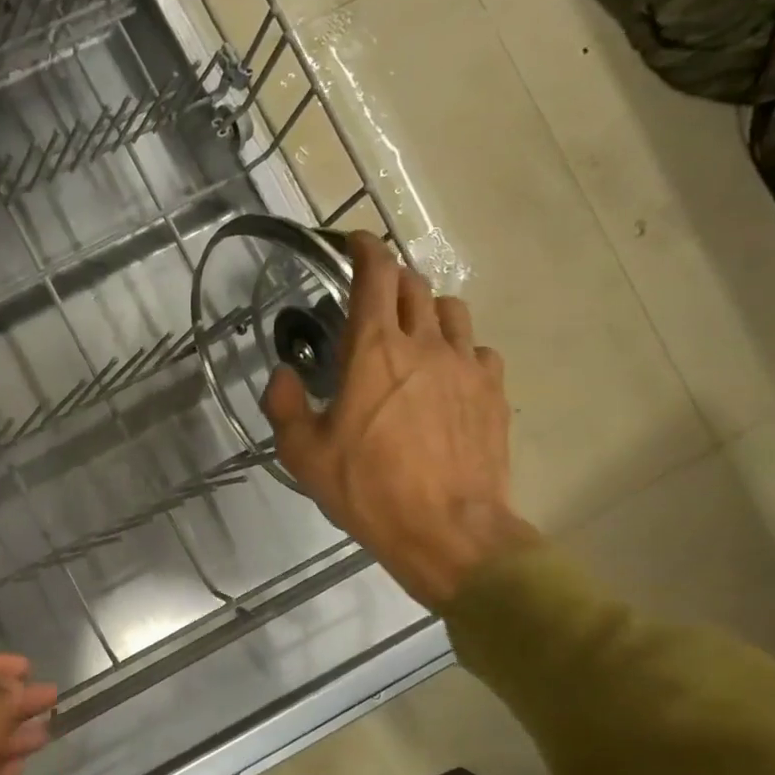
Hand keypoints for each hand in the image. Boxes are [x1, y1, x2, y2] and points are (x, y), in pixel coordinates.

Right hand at [263, 230, 536, 608]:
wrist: (448, 531)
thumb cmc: (367, 489)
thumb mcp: (304, 454)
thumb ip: (283, 405)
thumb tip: (282, 374)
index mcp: (373, 352)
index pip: (375, 276)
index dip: (365, 250)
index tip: (355, 242)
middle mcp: (424, 345)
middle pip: (414, 286)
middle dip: (391, 278)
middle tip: (371, 294)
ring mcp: (466, 366)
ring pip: (451, 310)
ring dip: (426, 309)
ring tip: (410, 332)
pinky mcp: (493, 392)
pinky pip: (477, 351)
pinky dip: (457, 349)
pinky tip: (444, 375)